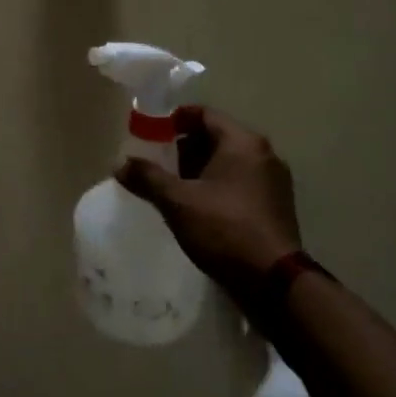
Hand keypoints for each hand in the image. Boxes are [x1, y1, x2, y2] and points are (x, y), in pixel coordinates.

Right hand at [115, 107, 301, 316]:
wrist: (274, 282)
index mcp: (243, 142)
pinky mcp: (276, 206)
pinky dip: (218, 187)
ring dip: (200, 170)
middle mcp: (263, 154)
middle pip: (216, 137)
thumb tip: (119, 164)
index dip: (174, 120)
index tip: (151, 134)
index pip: (204, 114)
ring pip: (229, 162)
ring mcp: (273, 181)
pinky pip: (240, 183)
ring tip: (174, 189)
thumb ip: (147, 178)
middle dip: (185, 148)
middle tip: (159, 165)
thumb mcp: (178, 201)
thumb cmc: (224, 229)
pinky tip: (199, 208)